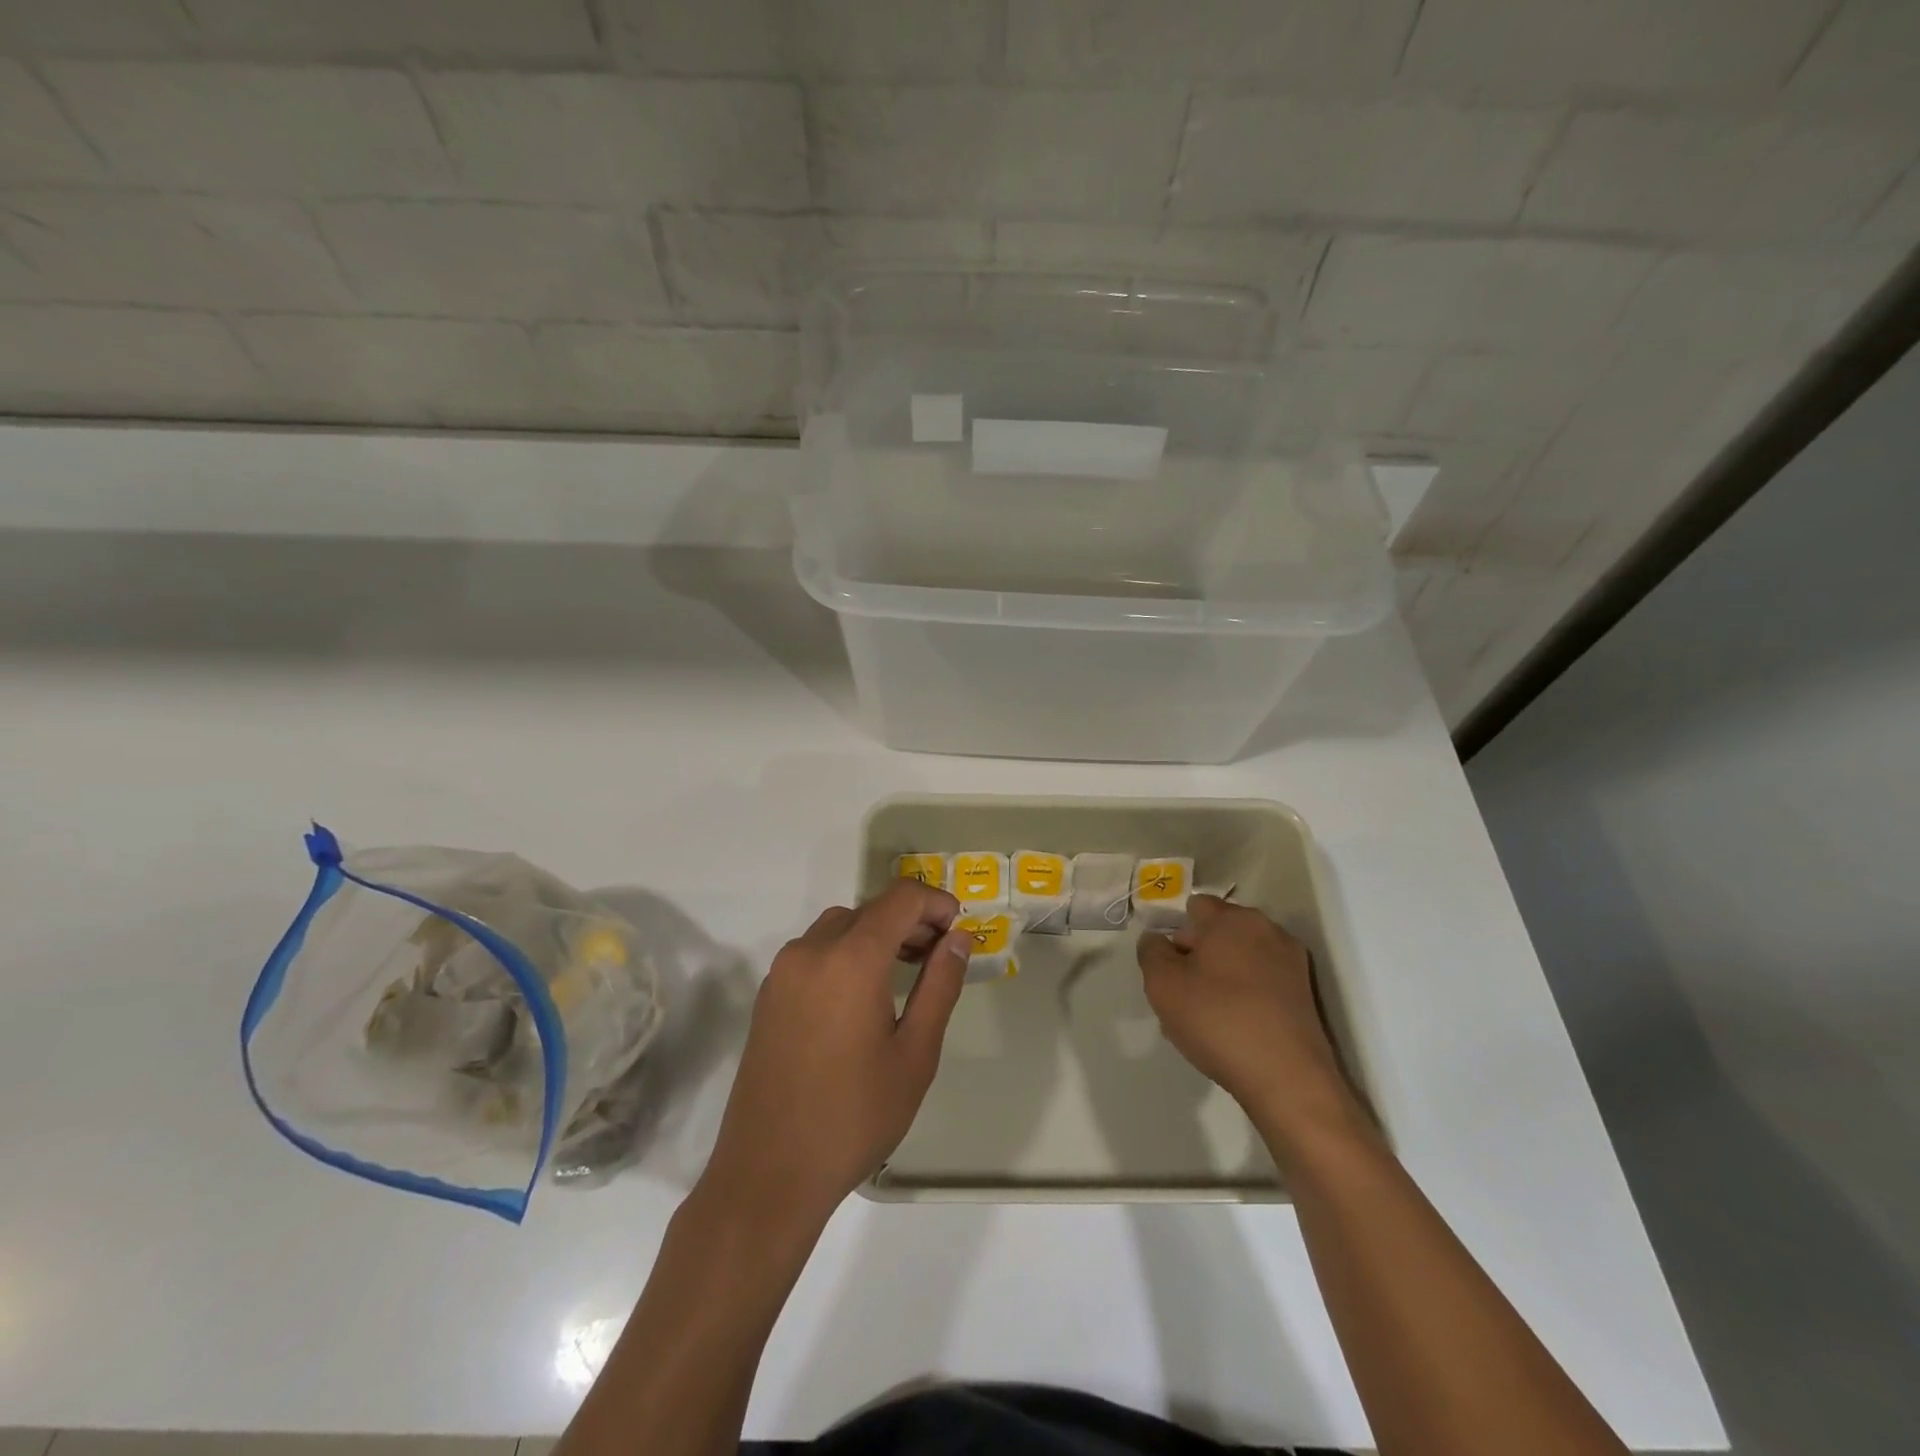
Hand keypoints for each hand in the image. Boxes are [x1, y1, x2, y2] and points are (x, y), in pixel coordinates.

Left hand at [698, 880, 970, 1228]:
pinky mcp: (769, 994)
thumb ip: (939, 986)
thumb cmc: (854, 1117)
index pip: (900, 898)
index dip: (935, 902)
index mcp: (851, 959)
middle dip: (910, 920)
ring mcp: (783, 972)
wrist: (768, 1174)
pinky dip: (846, 952)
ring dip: (876, 934)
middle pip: (869, 910)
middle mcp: (811, 951)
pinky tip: (863, 994)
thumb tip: (957, 940)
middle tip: (939, 954)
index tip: (958, 927)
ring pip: (840, 927)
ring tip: (905, 971)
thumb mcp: (914, 1055)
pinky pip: (815, 951)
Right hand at [1138, 896, 1367, 1152]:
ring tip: (1205, 1017)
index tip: (1166, 966)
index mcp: (1234, 918)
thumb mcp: (1162, 984)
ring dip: (1219, 978)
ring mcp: (1292, 963)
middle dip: (1196, 955)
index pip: (1195, 907)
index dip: (1174, 932)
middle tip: (1180, 994)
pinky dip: (1244, 996)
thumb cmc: (1218, 1020)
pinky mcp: (1305, 995)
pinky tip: (1232, 1029)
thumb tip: (1157, 940)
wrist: (1288, 1080)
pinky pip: (1261, 983)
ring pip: (1239, 960)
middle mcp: (1268, 930)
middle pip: (1219, 932)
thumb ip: (1151, 952)